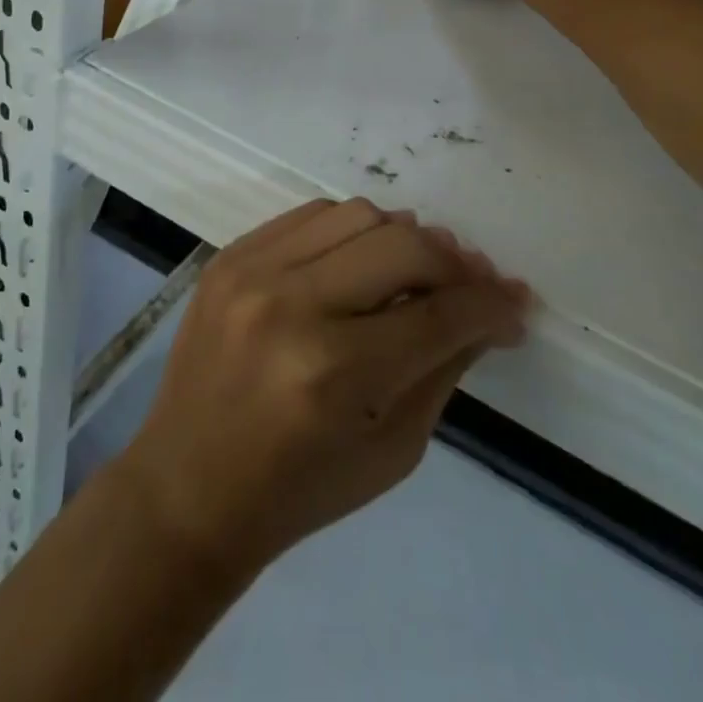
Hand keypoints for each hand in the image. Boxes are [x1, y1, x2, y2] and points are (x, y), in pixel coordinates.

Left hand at [117, 200, 529, 575]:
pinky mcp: (230, 255)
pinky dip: (350, 230)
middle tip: (471, 283)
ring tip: (415, 269)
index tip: (515, 302)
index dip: (490, 305)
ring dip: (402, 238)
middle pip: (404, 246)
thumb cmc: (298, 489)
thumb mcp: (393, 450)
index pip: (439, 315)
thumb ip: (444, 367)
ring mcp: (253, 271)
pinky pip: (311, 214)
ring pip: (359, 214)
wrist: (187, 487)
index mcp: (334, 373)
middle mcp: (292, 306)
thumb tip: (490, 308)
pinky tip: (360, 259)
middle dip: (454, 264)